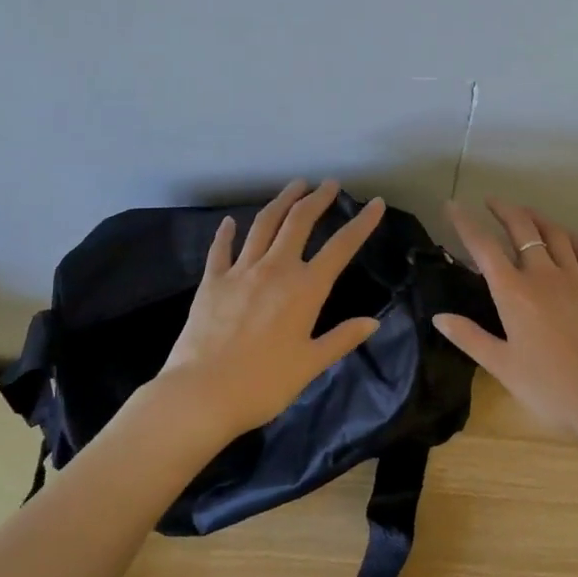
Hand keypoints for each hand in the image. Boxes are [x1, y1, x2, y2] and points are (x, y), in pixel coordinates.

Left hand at [155, 179, 385, 438]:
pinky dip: (227, 233)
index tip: (375, 203)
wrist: (203, 393)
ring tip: (294, 185)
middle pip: (299, 222)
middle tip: (329, 183)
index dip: (362, 223)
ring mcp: (241, 271)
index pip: (341, 247)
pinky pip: (221, 249)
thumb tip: (373, 322)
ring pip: (263, 224)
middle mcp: (275, 269)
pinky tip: (229, 222)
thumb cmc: (264, 383)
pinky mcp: (212, 281)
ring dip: (281, 201)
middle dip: (317, 198)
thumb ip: (342, 338)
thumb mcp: (311, 364)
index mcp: (305, 289)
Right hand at [432, 198, 577, 442]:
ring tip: (525, 212)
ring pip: (555, 234)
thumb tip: (439, 316)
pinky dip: (573, 237)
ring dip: (537, 218)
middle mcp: (543, 276)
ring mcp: (576, 279)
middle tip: (491, 200)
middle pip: (522, 229)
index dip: (465, 223)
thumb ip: (469, 337)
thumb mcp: (501, 366)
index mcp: (513, 293)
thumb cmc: (548, 387)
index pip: (483, 247)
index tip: (452, 205)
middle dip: (504, 210)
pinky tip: (567, 236)